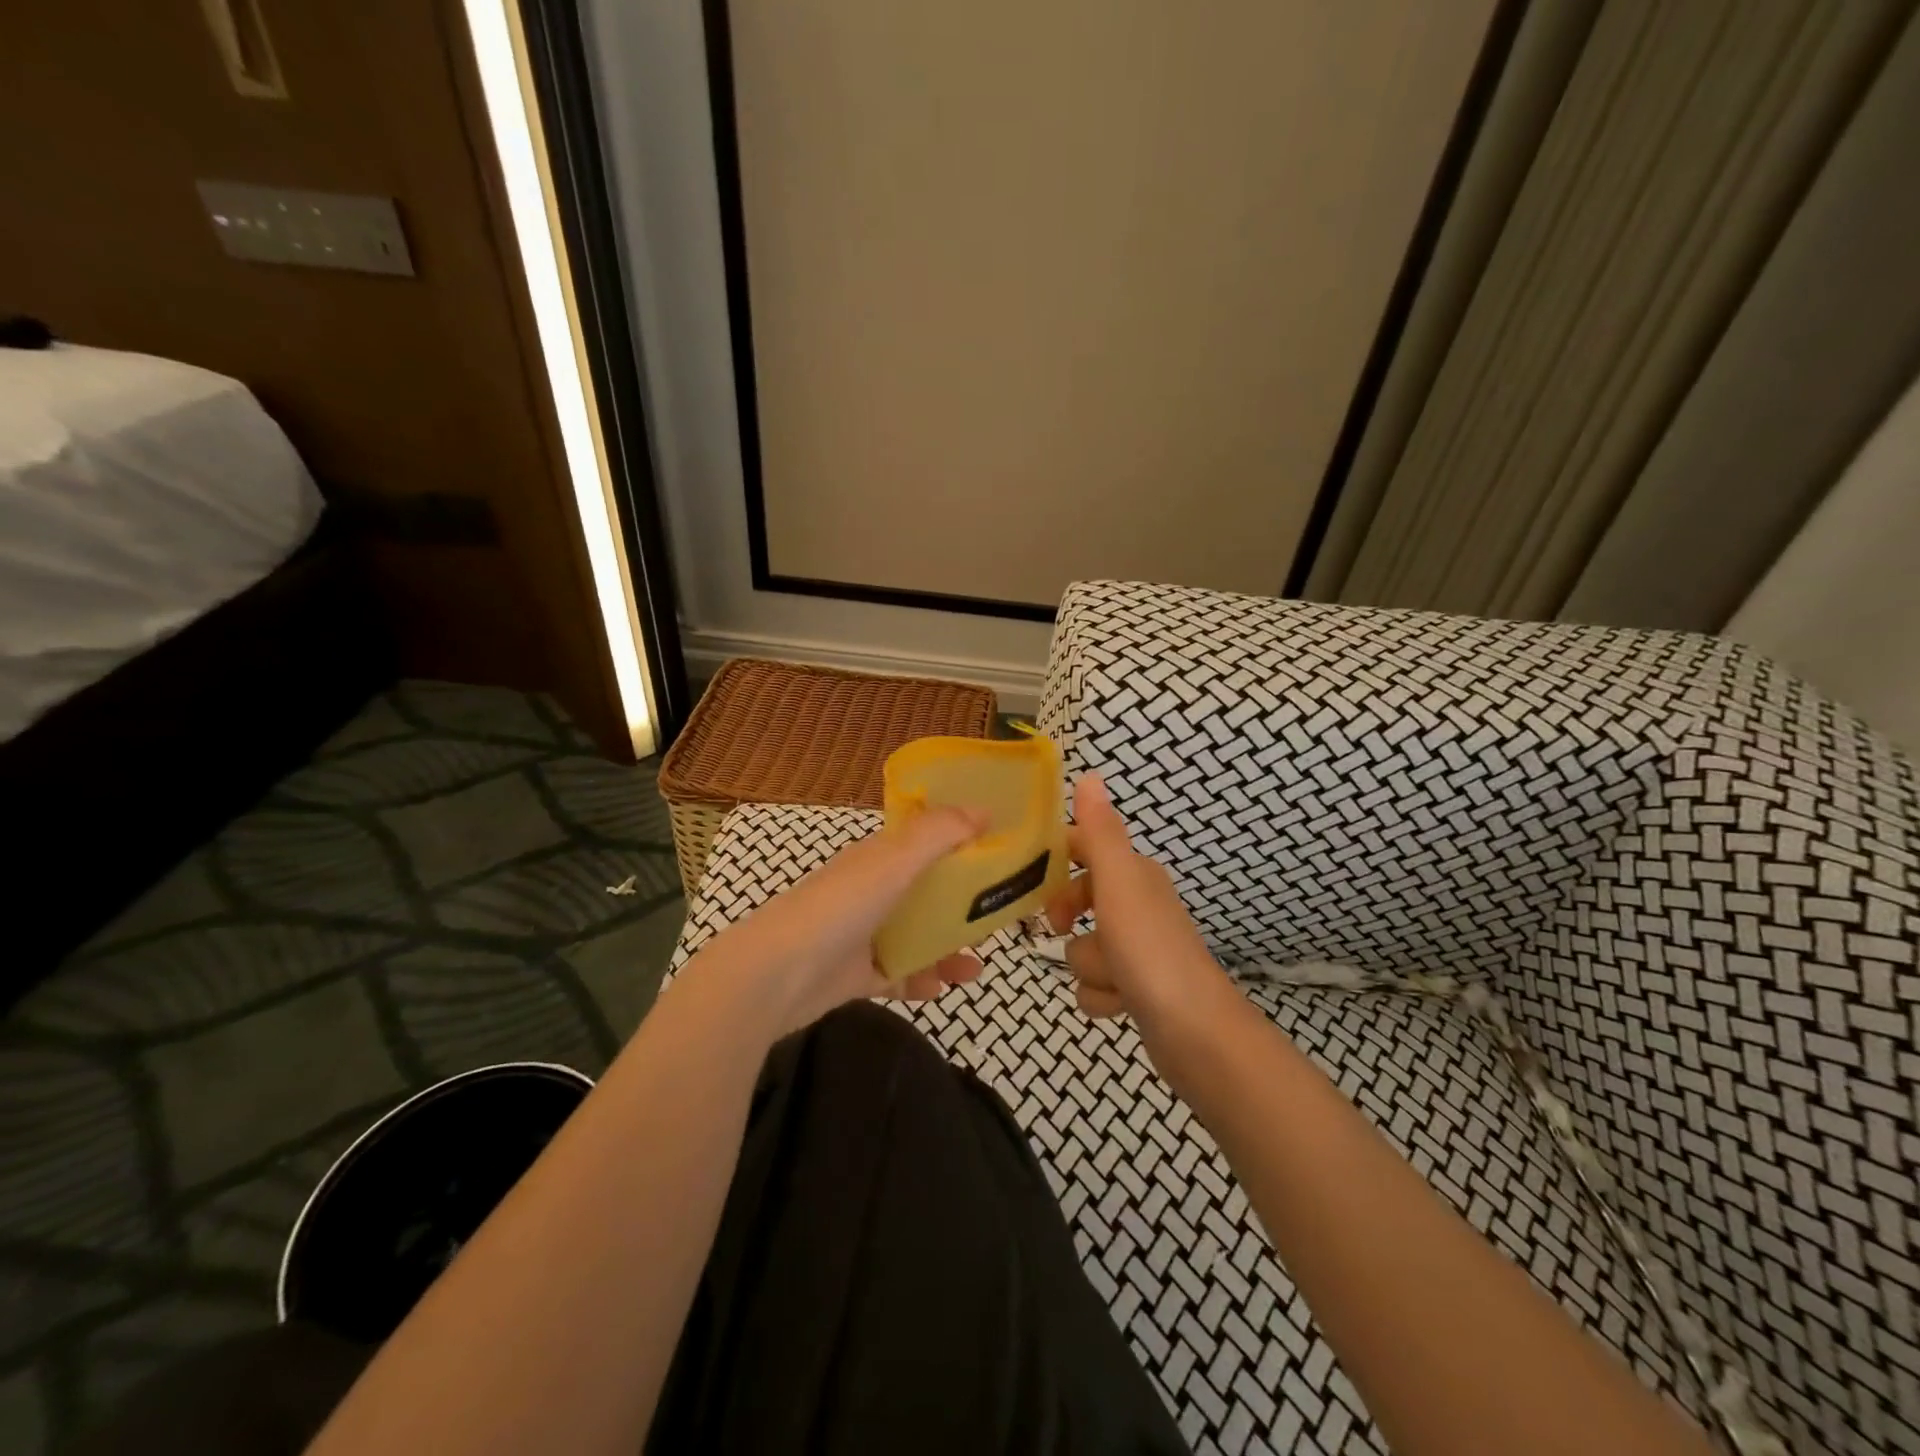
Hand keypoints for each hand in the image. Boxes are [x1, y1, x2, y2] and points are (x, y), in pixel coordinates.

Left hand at [695, 807, 988, 1036]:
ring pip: (916, 938)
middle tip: (995, 924)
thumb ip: (939, 833)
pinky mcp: (855, 974)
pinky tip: (937, 990)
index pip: (927, 845)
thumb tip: (985, 809)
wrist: (776, 974)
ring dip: (946, 952)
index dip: (962, 848)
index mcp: (880, 859)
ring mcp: (862, 933)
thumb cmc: (841, 907)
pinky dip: (919, 981)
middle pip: (927, 895)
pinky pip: (897, 974)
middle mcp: (872, 891)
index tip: (1000, 861)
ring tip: (972, 971)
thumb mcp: (895, 860)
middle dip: (962, 910)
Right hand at [1044, 775, 1232, 1031]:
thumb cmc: (1149, 949)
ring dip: (1090, 966)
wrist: (1195, 1031)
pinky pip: (1096, 985)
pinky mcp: (1137, 988)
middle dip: (1069, 918)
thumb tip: (1090, 775)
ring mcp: (1138, 949)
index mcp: (1134, 875)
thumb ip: (1100, 832)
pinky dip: (1102, 997)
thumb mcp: (1118, 883)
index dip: (1055, 860)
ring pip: (1084, 947)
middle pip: (1078, 899)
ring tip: (1112, 978)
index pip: (1084, 848)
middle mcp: (1137, 905)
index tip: (1028, 879)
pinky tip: (1118, 1004)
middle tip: (1061, 926)